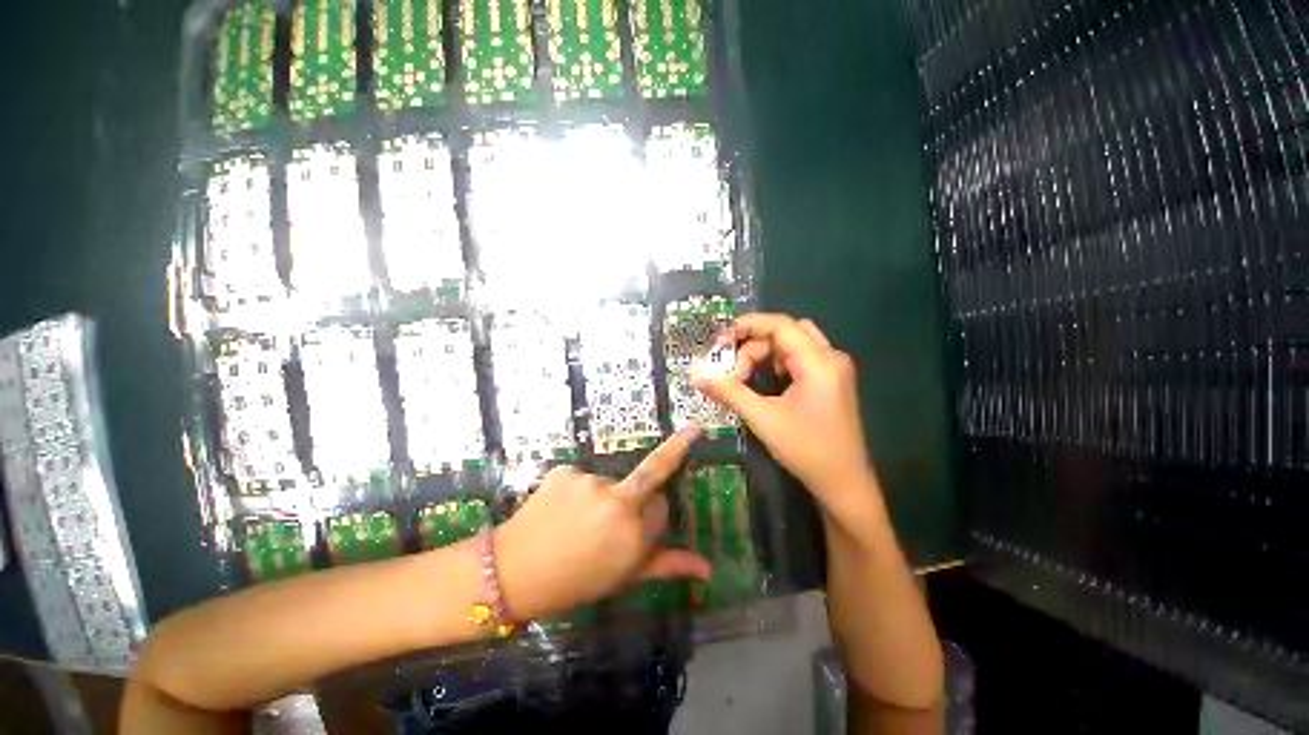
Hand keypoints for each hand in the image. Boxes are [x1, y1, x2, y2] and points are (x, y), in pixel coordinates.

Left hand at [495, 425, 711, 620]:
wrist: (516, 570)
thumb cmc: (576, 583)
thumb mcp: (625, 578)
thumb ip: (669, 566)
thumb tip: (709, 569)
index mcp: (636, 532)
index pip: (662, 509)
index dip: (649, 524)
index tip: (632, 538)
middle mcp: (618, 500)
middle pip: (645, 487)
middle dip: (636, 503)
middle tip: (603, 532)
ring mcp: (589, 481)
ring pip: (611, 484)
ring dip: (603, 500)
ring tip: (574, 527)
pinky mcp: (564, 471)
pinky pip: (583, 479)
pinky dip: (577, 493)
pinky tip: (558, 515)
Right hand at [693, 314, 877, 521]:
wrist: (844, 482)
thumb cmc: (807, 450)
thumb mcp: (764, 420)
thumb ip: (731, 393)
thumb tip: (697, 375)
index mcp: (819, 361)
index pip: (780, 325)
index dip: (747, 327)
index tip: (719, 342)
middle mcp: (832, 357)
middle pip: (789, 331)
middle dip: (756, 344)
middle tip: (733, 371)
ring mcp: (837, 370)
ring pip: (798, 344)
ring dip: (769, 354)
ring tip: (746, 378)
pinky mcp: (836, 383)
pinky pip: (806, 360)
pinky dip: (783, 365)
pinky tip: (767, 385)